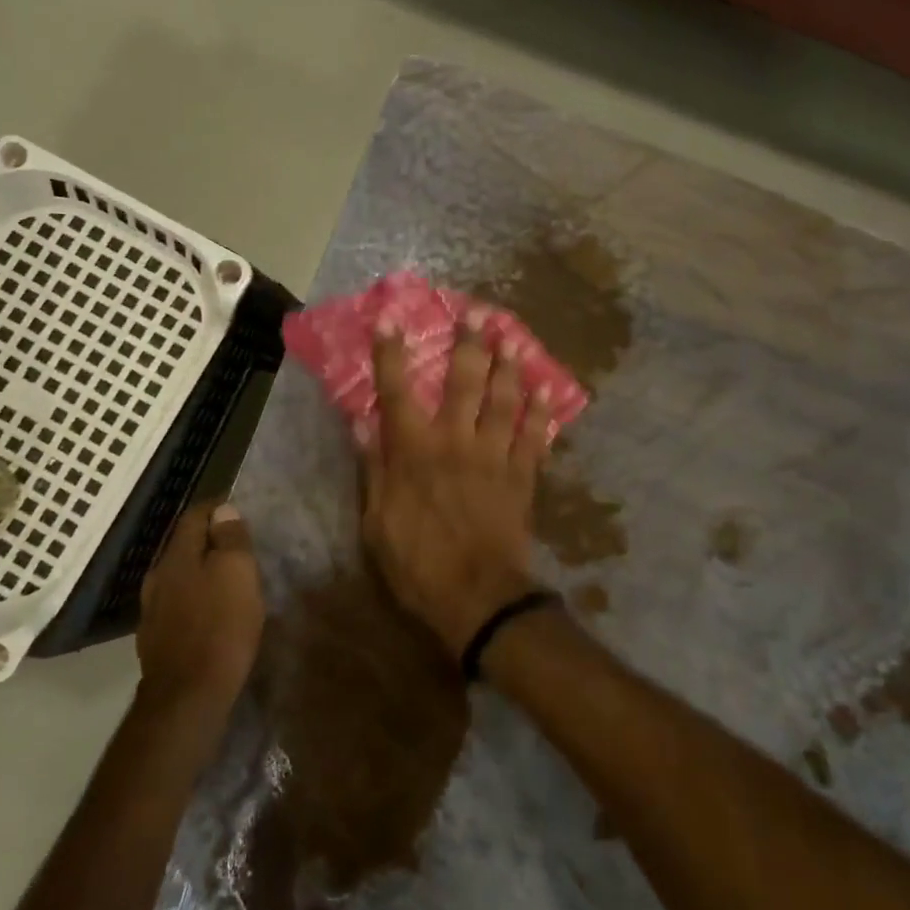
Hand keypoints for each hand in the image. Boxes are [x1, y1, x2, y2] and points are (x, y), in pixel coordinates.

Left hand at [135, 501, 264, 711]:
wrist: (187, 697)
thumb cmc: (220, 627)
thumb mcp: (237, 573)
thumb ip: (230, 539)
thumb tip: (223, 510)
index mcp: (177, 556)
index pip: (194, 516)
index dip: (217, 508)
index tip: (239, 507)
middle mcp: (158, 578)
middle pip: (183, 547)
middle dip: (209, 541)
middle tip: (238, 544)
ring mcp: (152, 611)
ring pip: (179, 578)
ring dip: (201, 572)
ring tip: (227, 579)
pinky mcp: (157, 641)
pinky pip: (179, 606)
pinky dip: (196, 600)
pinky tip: (211, 613)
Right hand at [360, 312, 552, 659]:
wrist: (477, 598)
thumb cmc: (417, 563)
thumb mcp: (377, 523)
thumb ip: (373, 469)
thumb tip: (362, 423)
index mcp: (414, 451)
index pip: (397, 390)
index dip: (392, 353)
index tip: (391, 319)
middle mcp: (456, 441)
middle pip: (464, 381)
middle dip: (469, 343)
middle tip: (476, 312)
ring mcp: (494, 455)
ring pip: (504, 399)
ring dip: (509, 365)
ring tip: (513, 336)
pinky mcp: (522, 475)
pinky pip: (534, 436)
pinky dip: (541, 411)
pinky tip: (546, 388)